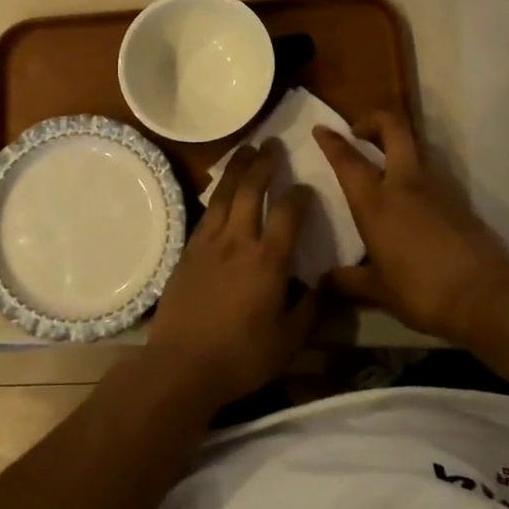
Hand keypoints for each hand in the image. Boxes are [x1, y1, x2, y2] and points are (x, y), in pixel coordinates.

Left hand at [146, 140, 317, 408]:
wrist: (181, 365)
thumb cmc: (241, 357)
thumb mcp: (290, 341)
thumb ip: (312, 309)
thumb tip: (327, 283)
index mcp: (268, 260)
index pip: (288, 212)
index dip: (299, 195)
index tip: (306, 187)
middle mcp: (238, 241)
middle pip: (251, 190)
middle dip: (264, 163)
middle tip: (271, 144)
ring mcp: (209, 243)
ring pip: (224, 194)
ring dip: (237, 169)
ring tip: (246, 150)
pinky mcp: (188, 252)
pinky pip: (205, 213)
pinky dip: (216, 194)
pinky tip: (220, 191)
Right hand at [313, 112, 508, 342]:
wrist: (485, 296)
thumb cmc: (421, 290)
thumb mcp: (378, 291)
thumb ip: (348, 281)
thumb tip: (325, 282)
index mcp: (376, 202)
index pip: (348, 160)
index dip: (332, 141)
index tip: (322, 129)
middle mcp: (405, 184)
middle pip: (393, 129)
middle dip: (374, 120)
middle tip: (359, 132)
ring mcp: (437, 188)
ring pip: (416, 148)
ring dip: (398, 146)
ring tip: (384, 165)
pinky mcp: (460, 200)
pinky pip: (432, 175)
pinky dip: (417, 175)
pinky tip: (411, 201)